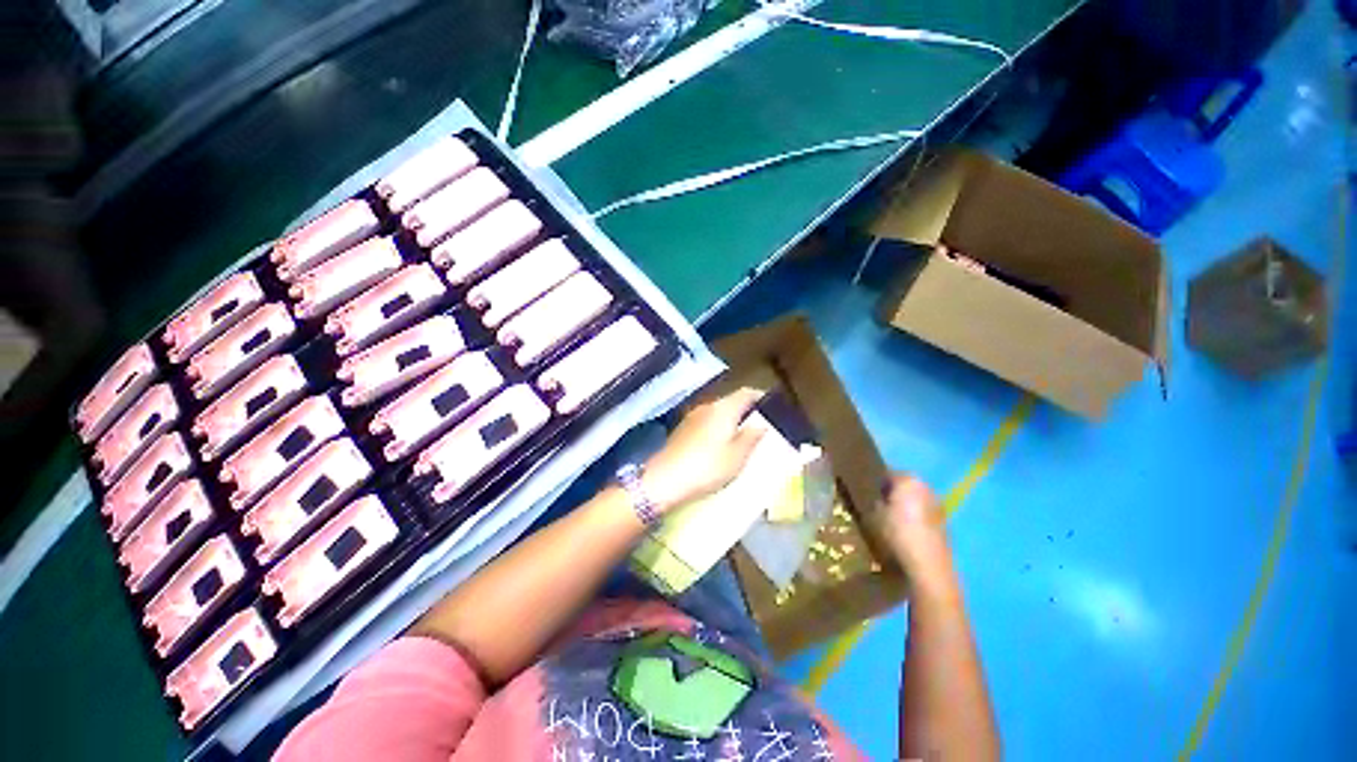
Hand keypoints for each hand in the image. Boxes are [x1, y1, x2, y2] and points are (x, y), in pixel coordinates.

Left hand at [642, 388, 767, 512]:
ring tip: (742, 436)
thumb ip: (751, 437)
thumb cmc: (707, 467)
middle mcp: (707, 406)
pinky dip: (717, 427)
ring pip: (718, 412)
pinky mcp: (682, 429)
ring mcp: (692, 416)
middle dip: (746, 410)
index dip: (760, 396)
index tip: (772, 406)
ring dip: (731, 419)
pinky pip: (706, 421)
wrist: (664, 480)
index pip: (746, 392)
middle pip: (731, 401)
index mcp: (724, 408)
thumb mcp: (737, 456)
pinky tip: (720, 444)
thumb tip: (762, 423)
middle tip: (761, 425)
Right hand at [876, 475, 953, 580]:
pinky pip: (923, 514)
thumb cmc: (896, 533)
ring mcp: (938, 506)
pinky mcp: (944, 524)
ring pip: (915, 500)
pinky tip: (904, 533)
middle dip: (892, 493)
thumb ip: (873, 500)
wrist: (928, 566)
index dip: (875, 481)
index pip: (887, 472)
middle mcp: (926, 488)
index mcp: (908, 480)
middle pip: (904, 485)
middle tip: (875, 504)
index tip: (865, 491)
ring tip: (889, 520)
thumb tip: (875, 498)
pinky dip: (914, 519)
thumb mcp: (873, 514)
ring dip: (904, 506)